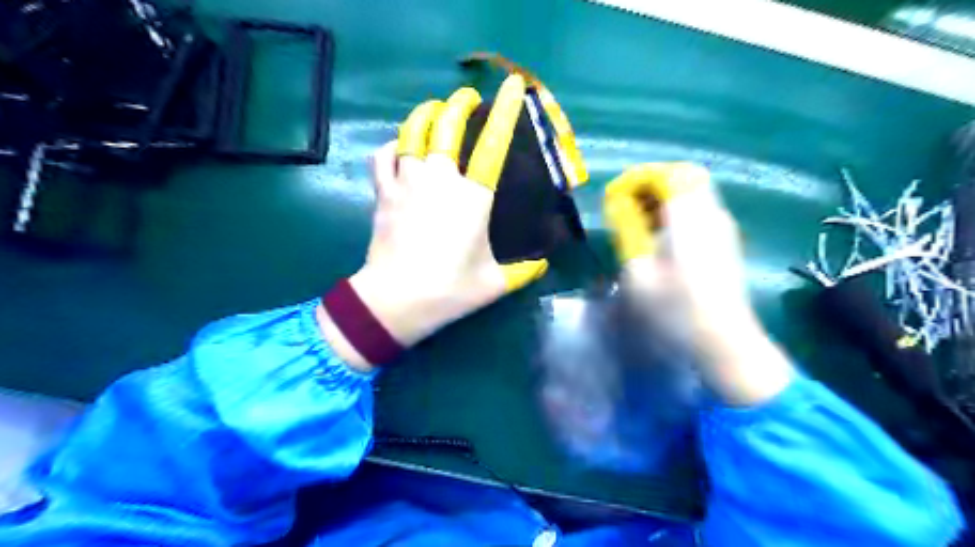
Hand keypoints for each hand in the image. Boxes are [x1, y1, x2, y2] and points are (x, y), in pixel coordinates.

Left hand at [320, 75, 547, 369]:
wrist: (396, 300)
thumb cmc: (449, 289)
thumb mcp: (495, 283)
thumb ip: (524, 271)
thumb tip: (544, 264)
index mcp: (473, 198)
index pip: (493, 145)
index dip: (506, 112)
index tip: (514, 86)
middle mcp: (440, 180)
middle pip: (447, 125)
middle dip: (458, 104)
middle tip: (466, 100)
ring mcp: (408, 183)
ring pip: (412, 132)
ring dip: (425, 114)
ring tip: (435, 110)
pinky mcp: (384, 193)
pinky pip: (383, 155)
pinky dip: (392, 144)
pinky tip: (400, 146)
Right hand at [608, 163, 795, 405]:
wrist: (723, 341)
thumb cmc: (673, 307)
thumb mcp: (637, 269)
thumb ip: (627, 230)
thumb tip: (620, 206)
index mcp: (689, 215)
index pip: (667, 173)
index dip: (637, 178)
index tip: (615, 197)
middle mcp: (711, 213)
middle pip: (682, 178)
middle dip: (649, 187)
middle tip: (624, 208)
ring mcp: (722, 228)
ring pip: (691, 195)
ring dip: (660, 202)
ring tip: (636, 225)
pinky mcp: (725, 244)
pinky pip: (697, 213)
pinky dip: (673, 216)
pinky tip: (658, 242)